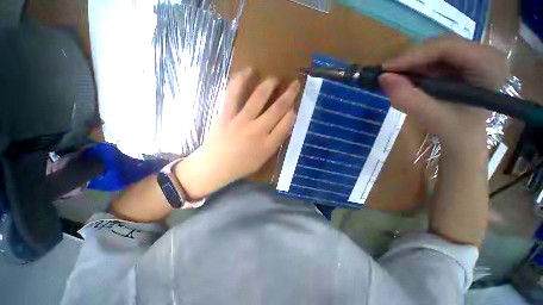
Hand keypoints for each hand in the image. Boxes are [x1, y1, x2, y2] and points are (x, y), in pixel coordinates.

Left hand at [175, 68, 299, 198]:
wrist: (215, 166)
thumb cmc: (241, 165)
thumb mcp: (263, 158)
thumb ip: (275, 141)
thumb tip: (284, 122)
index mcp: (268, 145)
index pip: (286, 124)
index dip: (292, 112)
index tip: (294, 105)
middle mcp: (257, 131)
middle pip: (277, 109)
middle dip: (289, 94)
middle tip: (295, 84)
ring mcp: (241, 121)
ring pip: (259, 98)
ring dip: (269, 85)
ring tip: (275, 78)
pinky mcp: (226, 114)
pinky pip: (234, 94)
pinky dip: (241, 80)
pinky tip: (248, 71)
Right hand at [378, 36, 508, 153]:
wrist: (464, 136)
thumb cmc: (456, 131)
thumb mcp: (432, 117)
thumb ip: (408, 99)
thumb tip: (382, 78)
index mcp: (490, 65)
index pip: (449, 47)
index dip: (414, 55)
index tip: (386, 69)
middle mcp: (485, 53)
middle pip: (441, 44)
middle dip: (411, 59)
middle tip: (387, 74)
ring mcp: (474, 54)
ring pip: (435, 48)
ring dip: (412, 63)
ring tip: (395, 78)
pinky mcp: (462, 59)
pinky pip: (434, 56)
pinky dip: (416, 67)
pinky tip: (407, 78)